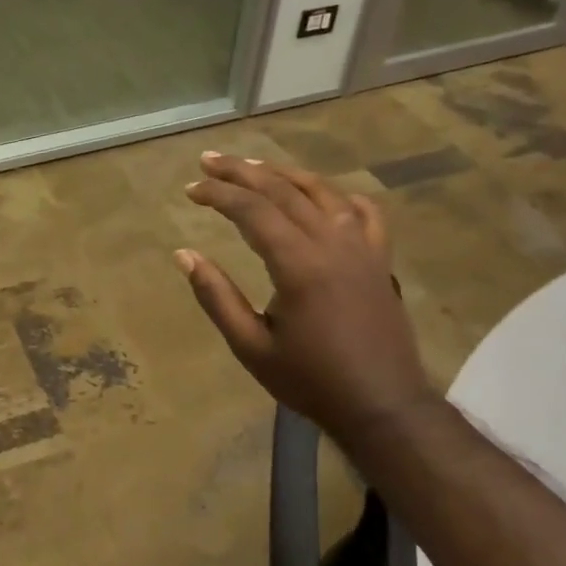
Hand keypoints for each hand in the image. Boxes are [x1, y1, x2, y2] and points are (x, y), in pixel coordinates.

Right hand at [177, 152, 438, 440]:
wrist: (381, 404)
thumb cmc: (310, 380)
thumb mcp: (250, 346)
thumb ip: (216, 296)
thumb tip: (183, 254)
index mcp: (298, 264)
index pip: (252, 210)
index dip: (218, 194)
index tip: (189, 190)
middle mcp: (333, 242)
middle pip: (283, 190)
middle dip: (241, 171)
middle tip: (208, 160)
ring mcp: (363, 247)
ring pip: (322, 192)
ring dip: (284, 174)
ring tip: (253, 166)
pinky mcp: (380, 259)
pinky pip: (363, 212)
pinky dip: (338, 195)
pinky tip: (321, 194)